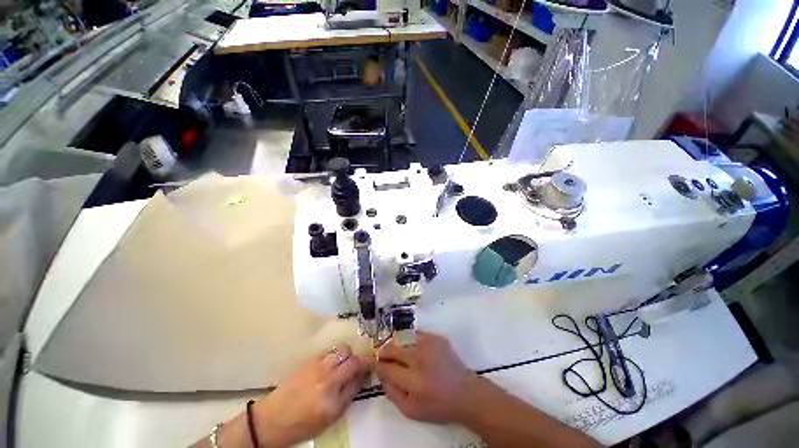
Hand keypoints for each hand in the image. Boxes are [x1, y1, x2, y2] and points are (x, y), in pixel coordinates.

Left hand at [252, 344, 372, 446]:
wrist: (273, 419)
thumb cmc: (303, 423)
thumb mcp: (331, 417)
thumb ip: (349, 394)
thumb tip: (360, 377)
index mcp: (332, 395)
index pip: (356, 371)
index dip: (367, 365)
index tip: (373, 363)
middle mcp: (326, 377)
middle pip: (350, 356)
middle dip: (358, 359)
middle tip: (357, 366)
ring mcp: (316, 366)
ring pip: (340, 349)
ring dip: (346, 355)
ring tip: (343, 364)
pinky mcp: (309, 360)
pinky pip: (328, 351)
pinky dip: (334, 355)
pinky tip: (330, 365)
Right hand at [377, 331, 480, 423]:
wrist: (465, 393)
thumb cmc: (437, 405)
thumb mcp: (411, 411)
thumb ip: (392, 393)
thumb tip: (381, 374)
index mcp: (414, 381)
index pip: (388, 367)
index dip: (379, 365)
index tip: (377, 364)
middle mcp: (421, 360)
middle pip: (394, 348)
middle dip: (384, 351)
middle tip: (382, 354)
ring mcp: (430, 345)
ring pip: (403, 338)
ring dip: (396, 344)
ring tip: (396, 350)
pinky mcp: (437, 338)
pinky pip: (416, 334)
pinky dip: (409, 339)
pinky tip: (411, 347)